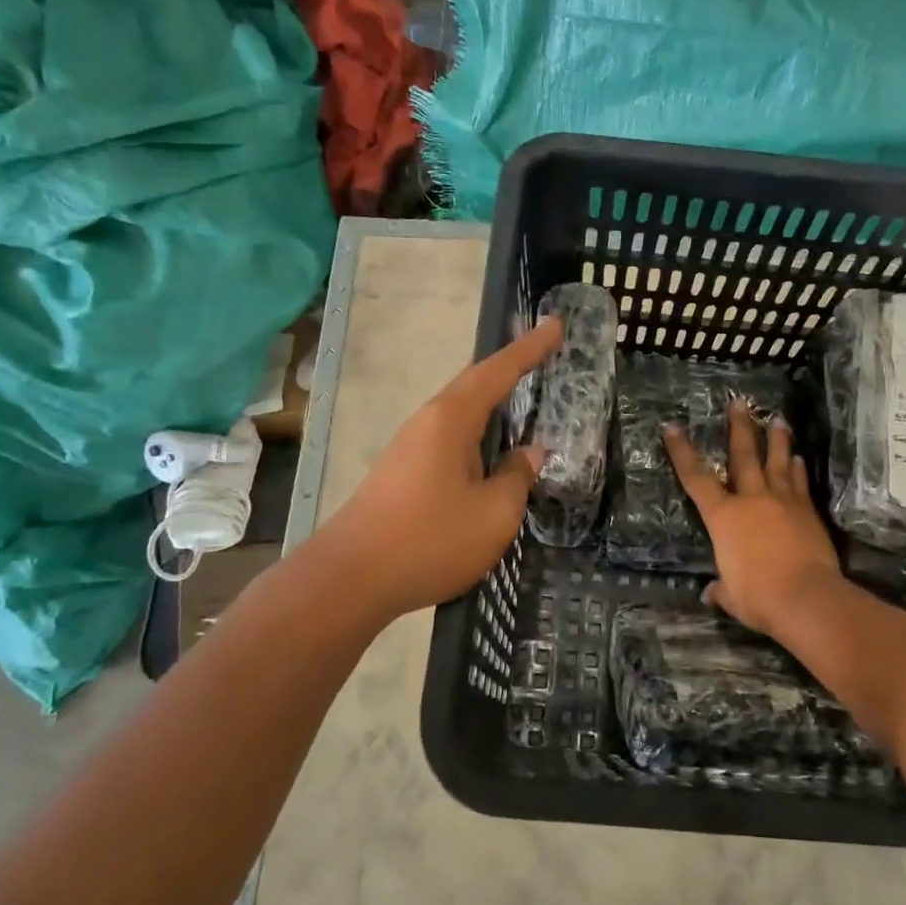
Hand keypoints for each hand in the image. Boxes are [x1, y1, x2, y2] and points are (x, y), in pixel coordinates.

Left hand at [319, 317, 561, 618]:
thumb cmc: (429, 540)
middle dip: (511, 370)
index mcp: (451, 419)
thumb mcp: (494, 514)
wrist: (350, 579)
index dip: (530, 349)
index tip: (555, 325)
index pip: (498, 372)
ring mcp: (410, 446)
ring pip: (461, 414)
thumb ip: (517, 477)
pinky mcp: (402, 472)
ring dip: (493, 405)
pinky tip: (490, 455)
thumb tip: (529, 453)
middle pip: (475, 385)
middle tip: (545, 358)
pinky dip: (478, 435)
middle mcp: (428, 422)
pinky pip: (450, 439)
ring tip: (525, 404)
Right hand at [662, 399, 843, 636]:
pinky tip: (799, 457)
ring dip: (777, 439)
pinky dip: (798, 468)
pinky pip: (800, 483)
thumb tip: (712, 592)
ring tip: (777, 419)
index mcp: (723, 517)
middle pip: (743, 455)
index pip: (696, 478)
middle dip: (739, 427)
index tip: (672, 426)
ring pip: (778, 462)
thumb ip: (722, 589)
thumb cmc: (758, 597)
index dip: (682, 451)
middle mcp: (751, 499)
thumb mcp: (732, 596)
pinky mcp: (807, 511)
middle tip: (739, 402)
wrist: (806, 597)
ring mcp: (782, 501)